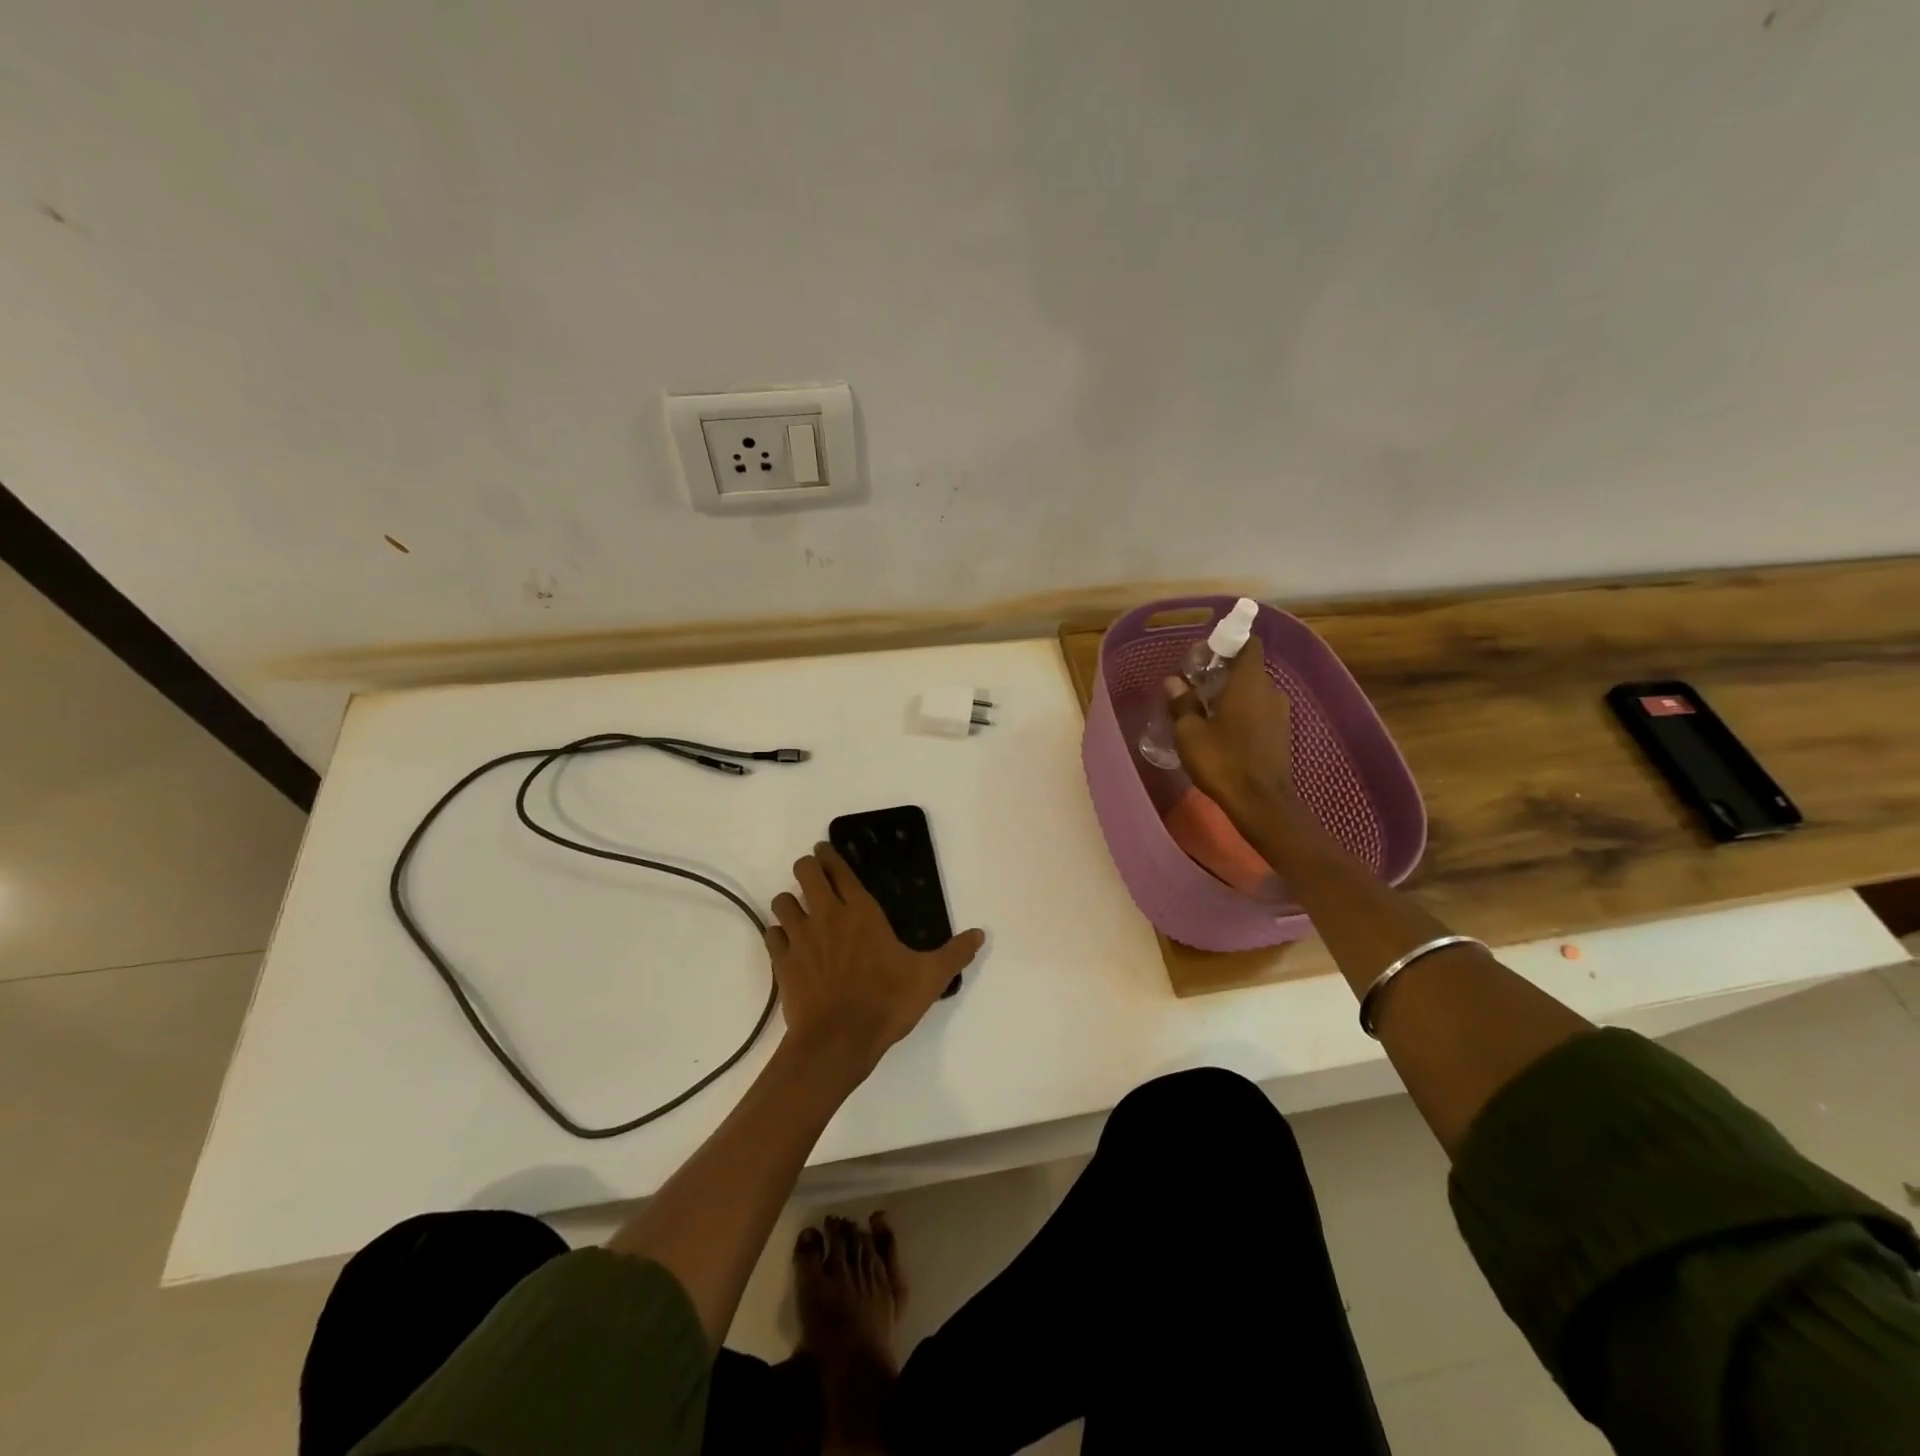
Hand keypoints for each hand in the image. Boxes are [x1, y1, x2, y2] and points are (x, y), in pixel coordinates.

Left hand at [766, 843, 985, 1079]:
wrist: (838, 1041)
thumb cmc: (886, 1002)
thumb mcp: (930, 978)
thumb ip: (955, 953)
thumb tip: (980, 934)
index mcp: (861, 911)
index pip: (839, 869)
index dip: (830, 854)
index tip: (825, 849)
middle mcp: (827, 915)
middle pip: (805, 872)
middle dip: (808, 867)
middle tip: (814, 874)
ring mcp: (800, 937)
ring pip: (782, 901)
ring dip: (790, 901)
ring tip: (800, 910)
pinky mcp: (782, 962)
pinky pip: (772, 935)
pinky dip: (778, 934)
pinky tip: (787, 943)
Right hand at [1166, 645, 1296, 825]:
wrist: (1261, 803)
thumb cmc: (1223, 761)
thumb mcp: (1190, 734)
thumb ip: (1182, 704)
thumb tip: (1174, 682)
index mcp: (1249, 682)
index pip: (1249, 644)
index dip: (1230, 642)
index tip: (1207, 654)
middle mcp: (1270, 690)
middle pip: (1249, 668)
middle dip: (1224, 672)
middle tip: (1197, 685)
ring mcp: (1280, 713)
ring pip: (1254, 692)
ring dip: (1233, 694)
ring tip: (1206, 710)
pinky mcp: (1282, 733)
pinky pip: (1260, 710)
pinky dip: (1243, 712)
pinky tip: (1223, 730)